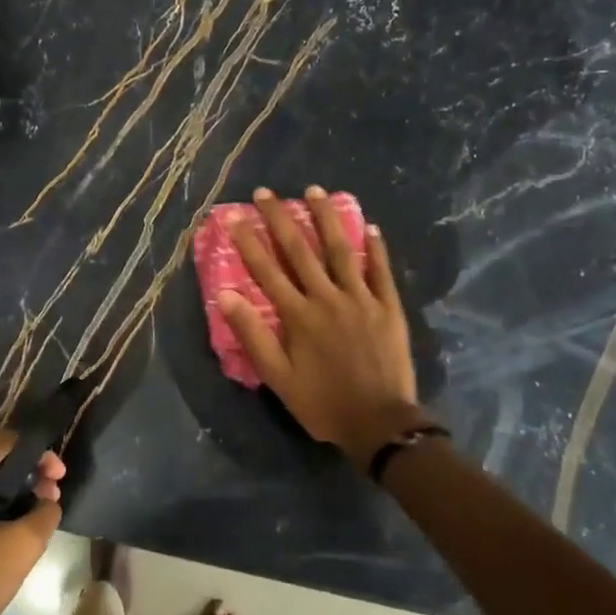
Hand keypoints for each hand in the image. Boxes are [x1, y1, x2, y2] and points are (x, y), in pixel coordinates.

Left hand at [0, 433, 64, 614]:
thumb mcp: (19, 549)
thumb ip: (44, 514)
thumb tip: (48, 502)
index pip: (5, 444)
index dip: (39, 456)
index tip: (59, 480)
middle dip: (24, 479)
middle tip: (49, 502)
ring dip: (5, 500)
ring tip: (30, 524)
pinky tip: (0, 541)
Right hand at [219, 186, 428, 468]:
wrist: (380, 423)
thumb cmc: (322, 402)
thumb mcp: (278, 377)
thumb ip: (253, 334)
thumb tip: (227, 296)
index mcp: (298, 315)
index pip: (267, 270)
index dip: (248, 241)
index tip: (233, 216)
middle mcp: (327, 298)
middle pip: (300, 251)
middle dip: (281, 219)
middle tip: (266, 192)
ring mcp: (361, 299)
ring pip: (341, 250)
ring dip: (326, 218)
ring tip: (315, 191)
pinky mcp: (389, 308)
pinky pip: (381, 271)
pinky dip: (375, 248)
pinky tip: (370, 227)